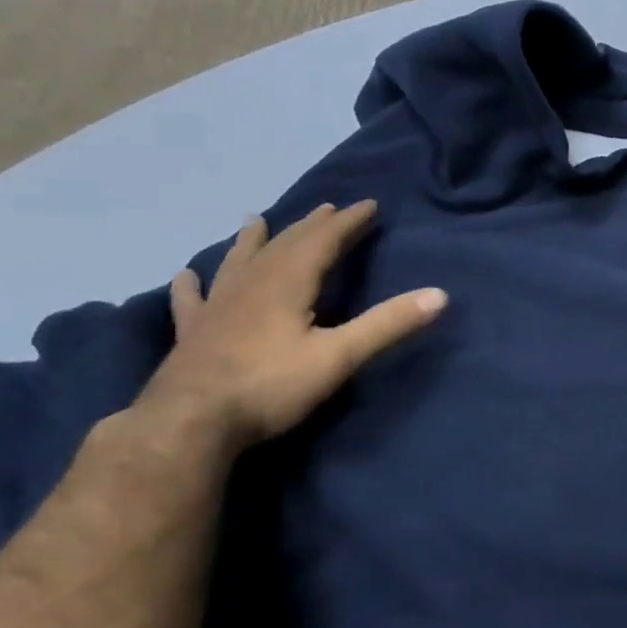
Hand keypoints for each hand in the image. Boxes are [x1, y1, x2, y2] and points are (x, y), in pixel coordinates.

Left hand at [133, 200, 446, 454]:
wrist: (189, 423)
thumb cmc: (270, 385)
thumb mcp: (340, 356)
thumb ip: (387, 324)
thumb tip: (439, 295)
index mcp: (288, 284)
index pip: (323, 242)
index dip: (348, 222)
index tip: (368, 204)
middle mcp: (251, 285)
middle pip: (285, 245)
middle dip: (311, 226)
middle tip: (328, 208)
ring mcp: (217, 308)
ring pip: (239, 262)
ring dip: (253, 240)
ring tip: (256, 220)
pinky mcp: (194, 333)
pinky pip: (192, 299)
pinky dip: (192, 284)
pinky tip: (186, 275)